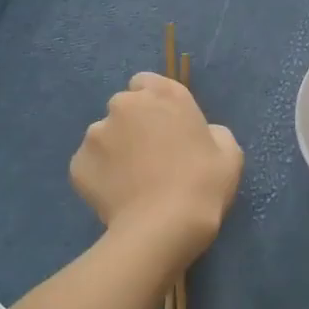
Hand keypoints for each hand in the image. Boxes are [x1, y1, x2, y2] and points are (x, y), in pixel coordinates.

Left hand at [71, 73, 243, 263]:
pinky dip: (101, 176)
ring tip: (132, 183)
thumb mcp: (229, 153)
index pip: (146, 82)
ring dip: (115, 151)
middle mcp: (125, 105)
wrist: (164, 226)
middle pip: (124, 108)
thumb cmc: (204, 185)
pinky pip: (91, 165)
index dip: (154, 105)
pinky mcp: (78, 163)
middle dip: (133, 126)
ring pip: (104, 137)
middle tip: (150, 158)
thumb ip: (212, 132)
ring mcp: (96, 133)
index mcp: (165, 95)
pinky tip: (118, 197)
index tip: (164, 128)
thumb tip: (201, 135)